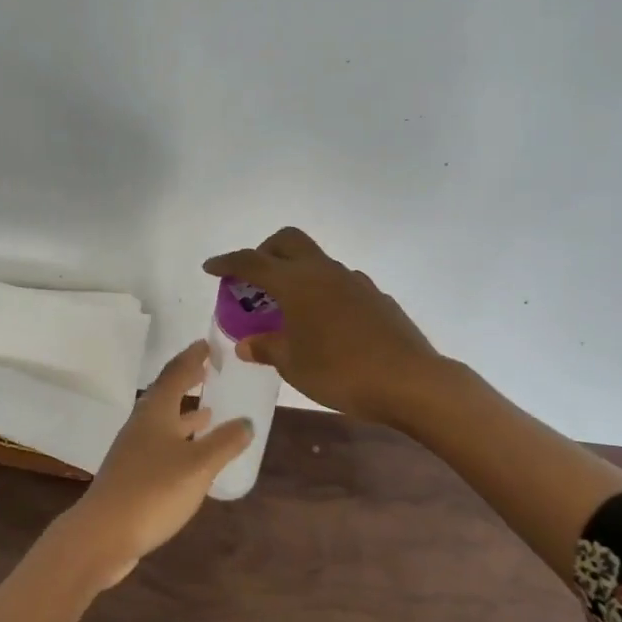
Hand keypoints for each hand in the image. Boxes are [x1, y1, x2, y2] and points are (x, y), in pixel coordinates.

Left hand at [60, 341, 251, 590]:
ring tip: (209, 411)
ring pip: (163, 421)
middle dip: (188, 381)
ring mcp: (133, 449)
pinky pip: (161, 444)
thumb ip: (225, 442)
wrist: (103, 534)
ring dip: (185, 414)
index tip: (208, 344)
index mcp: (156, 411)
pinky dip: (179, 440)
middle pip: (166, 394)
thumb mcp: (198, 466)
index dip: (192, 357)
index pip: (176, 373)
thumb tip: (246, 421)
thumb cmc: (153, 491)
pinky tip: (192, 455)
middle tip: (209, 370)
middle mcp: (142, 423)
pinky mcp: (132, 473)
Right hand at [203, 226, 440, 423]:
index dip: (227, 262)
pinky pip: (339, 283)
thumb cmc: (341, 372)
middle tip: (254, 280)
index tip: (210, 267)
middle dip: (265, 252)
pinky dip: (322, 292)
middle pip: (288, 241)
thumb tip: (246, 344)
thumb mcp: (293, 365)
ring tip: (288, 310)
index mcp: (296, 283)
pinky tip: (325, 325)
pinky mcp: (375, 297)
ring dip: (296, 274)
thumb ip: (266, 348)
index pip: (252, 262)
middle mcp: (323, 272)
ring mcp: (353, 281)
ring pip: (316, 261)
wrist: (411, 381)